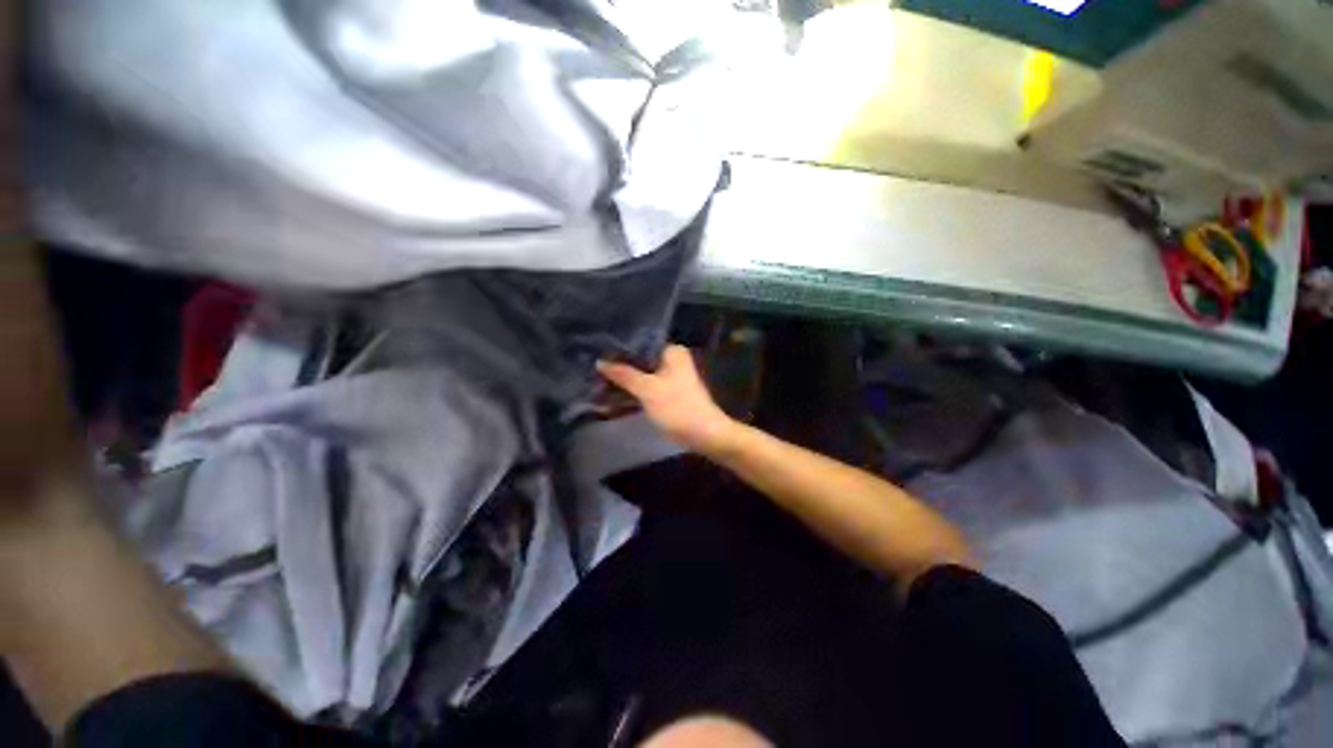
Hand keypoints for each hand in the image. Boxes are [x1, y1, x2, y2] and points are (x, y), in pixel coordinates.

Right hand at [597, 344, 737, 453]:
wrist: (703, 434)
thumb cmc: (677, 407)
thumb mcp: (647, 390)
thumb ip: (624, 374)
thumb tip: (600, 362)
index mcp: (672, 351)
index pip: (640, 342)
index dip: (619, 348)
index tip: (597, 351)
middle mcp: (672, 360)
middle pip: (640, 359)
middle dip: (619, 366)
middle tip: (594, 368)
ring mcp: (671, 377)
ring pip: (642, 374)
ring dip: (624, 379)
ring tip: (598, 380)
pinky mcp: (668, 393)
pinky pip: (646, 386)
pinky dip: (633, 390)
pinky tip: (613, 394)